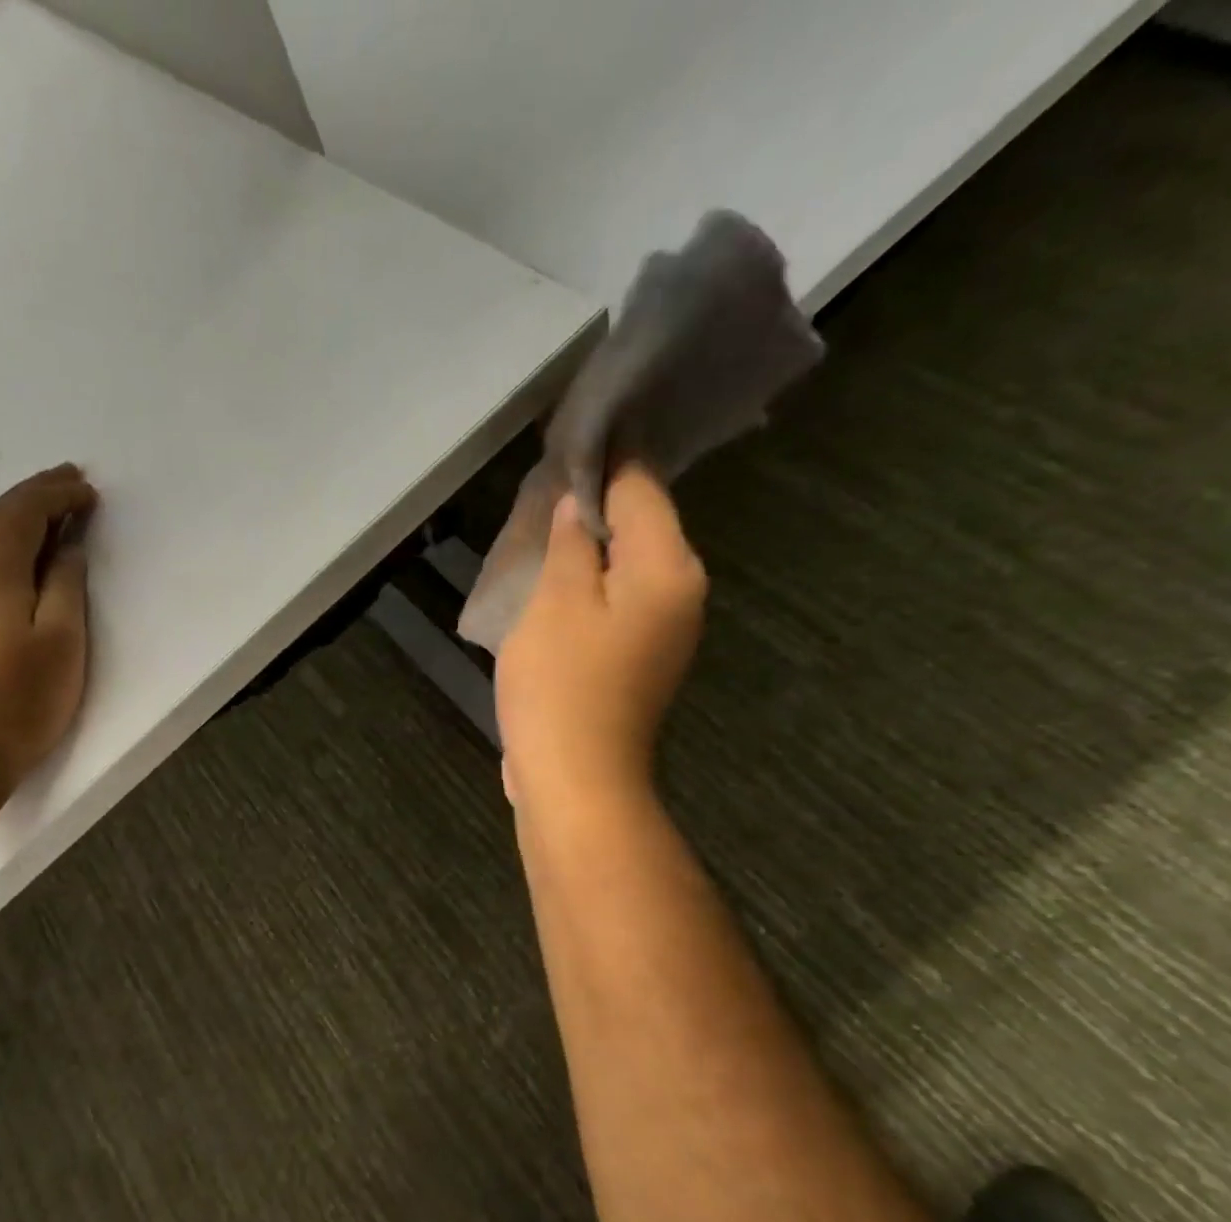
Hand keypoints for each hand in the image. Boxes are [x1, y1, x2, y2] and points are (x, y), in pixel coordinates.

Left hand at [0, 464, 98, 800]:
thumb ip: (65, 586)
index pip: (22, 512)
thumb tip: (66, 549)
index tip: (87, 488)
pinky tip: (22, 560)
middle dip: (35, 496)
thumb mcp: (61, 640)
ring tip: (52, 515)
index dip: (55, 494)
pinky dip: (5, 546)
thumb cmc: (20, 697)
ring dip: (19, 519)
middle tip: (70, 482)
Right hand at [494, 467, 705, 816]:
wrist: (577, 778)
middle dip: (599, 500)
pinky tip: (560, 577)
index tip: (572, 434)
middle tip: (549, 479)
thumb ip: (570, 544)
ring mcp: (665, 630)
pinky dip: (593, 582)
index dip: (606, 459)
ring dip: (593, 543)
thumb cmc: (562, 685)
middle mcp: (682, 592)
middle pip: (643, 525)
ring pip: (629, 564)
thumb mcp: (555, 602)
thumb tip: (577, 505)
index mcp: (668, 568)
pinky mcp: (642, 659)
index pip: (642, 488)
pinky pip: (620, 599)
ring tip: (547, 521)